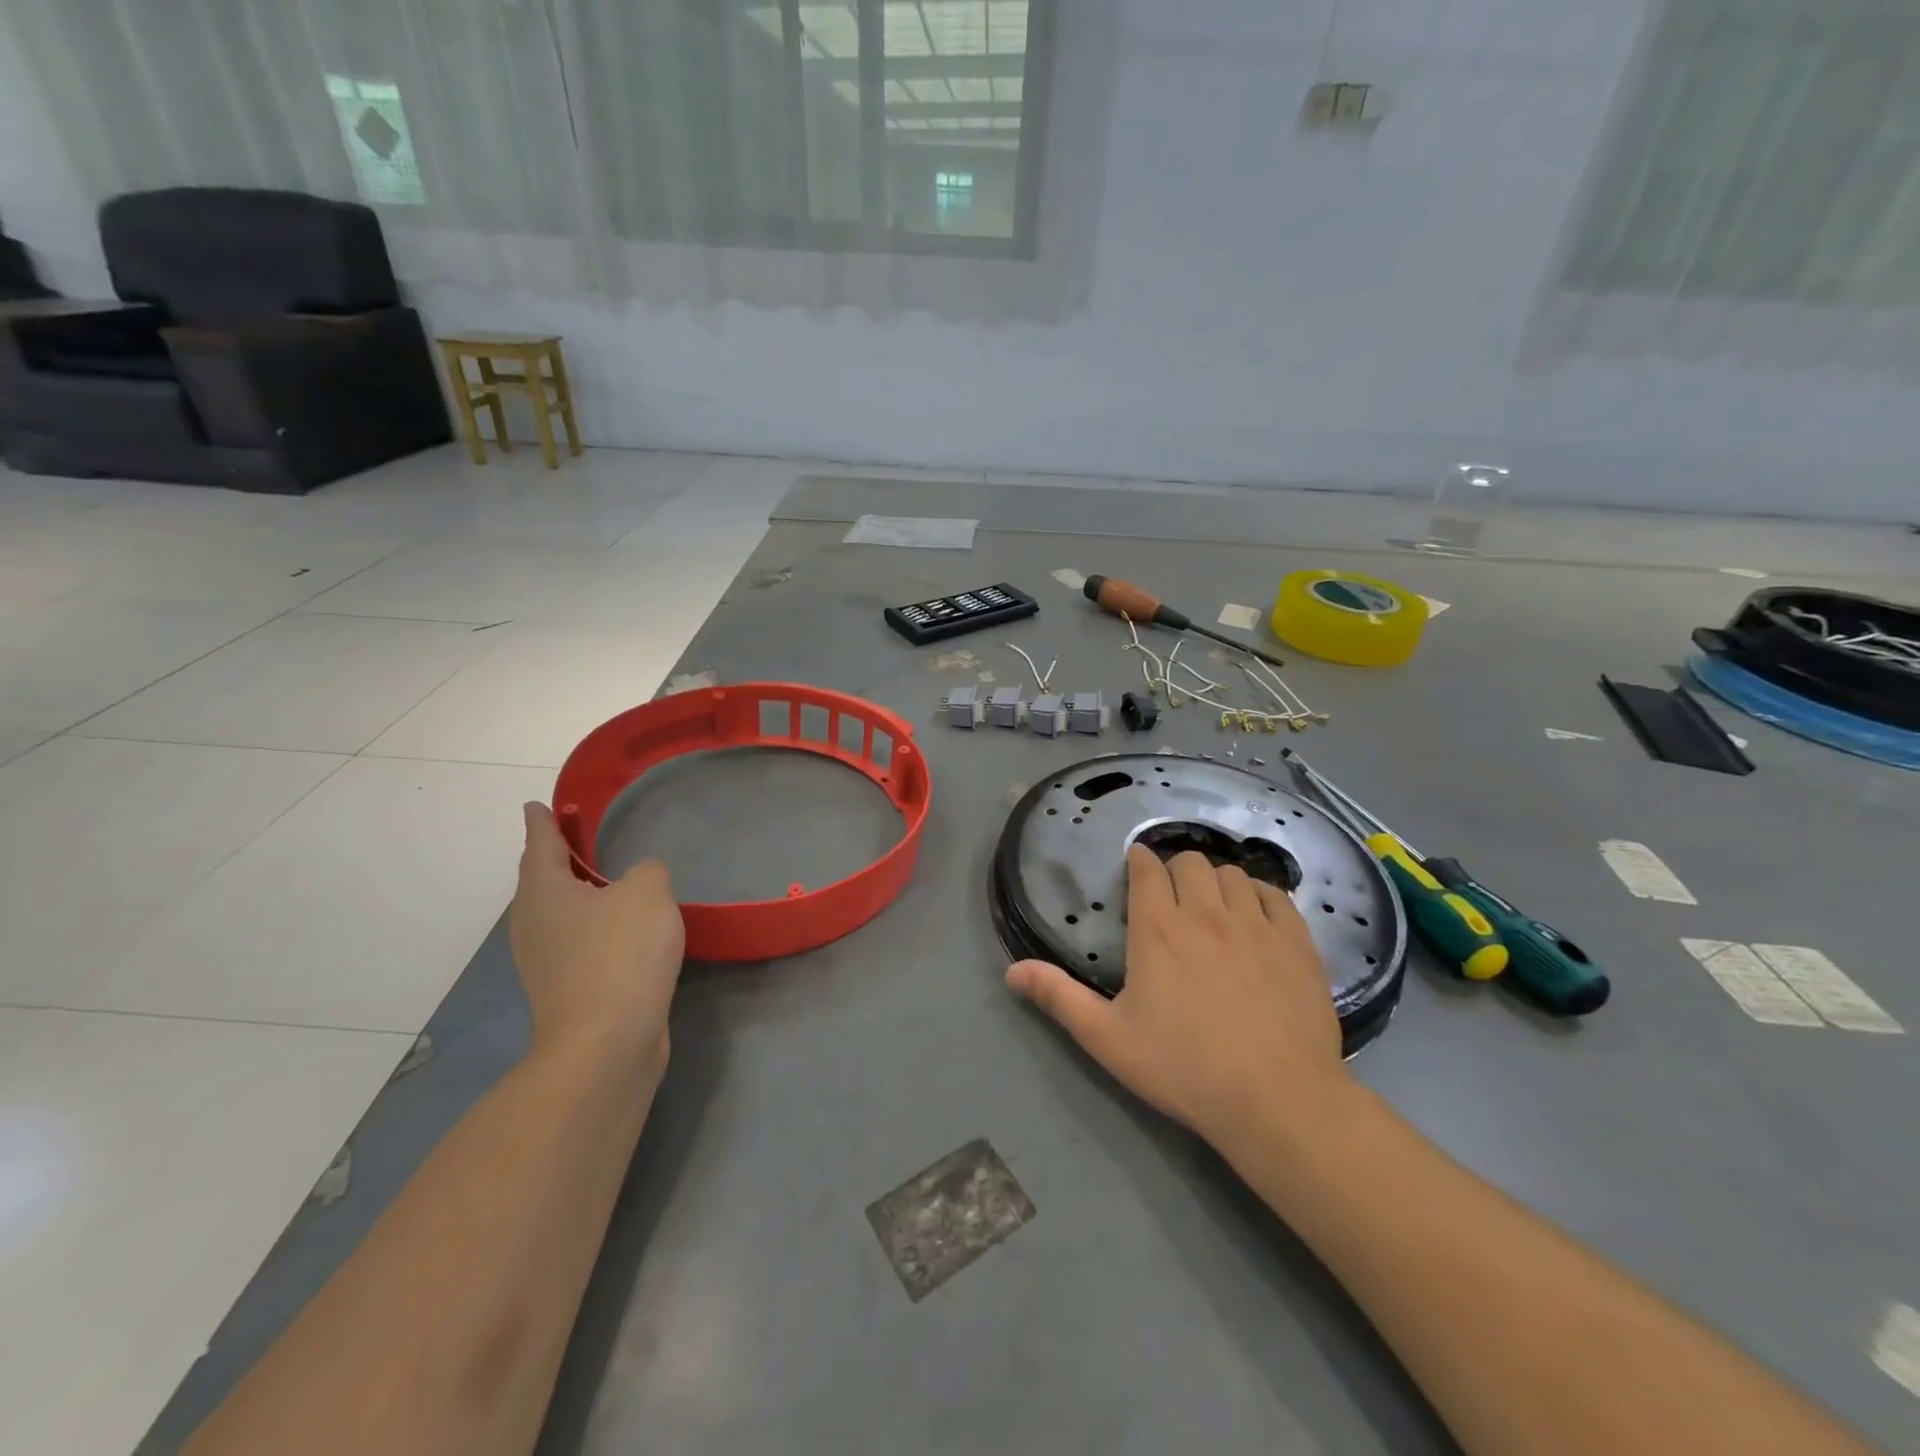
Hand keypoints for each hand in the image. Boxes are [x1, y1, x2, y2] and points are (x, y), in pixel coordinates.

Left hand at [508, 803, 686, 1079]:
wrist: (607, 1042)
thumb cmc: (620, 954)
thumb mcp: (647, 892)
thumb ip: (647, 870)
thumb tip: (640, 879)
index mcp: (543, 892)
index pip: (541, 844)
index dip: (542, 822)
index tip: (536, 805)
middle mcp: (534, 924)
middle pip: (545, 881)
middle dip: (561, 859)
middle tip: (581, 837)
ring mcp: (546, 961)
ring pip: (562, 914)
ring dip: (582, 895)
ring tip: (610, 880)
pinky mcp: (567, 989)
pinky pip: (580, 941)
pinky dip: (597, 926)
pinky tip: (624, 928)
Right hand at [1007, 845, 1348, 1154]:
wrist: (1276, 1100)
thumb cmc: (1183, 1068)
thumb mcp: (1108, 1038)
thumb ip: (1058, 998)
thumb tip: (1012, 971)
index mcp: (1158, 930)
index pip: (1147, 870)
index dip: (1139, 862)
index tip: (1137, 870)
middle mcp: (1206, 913)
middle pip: (1191, 863)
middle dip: (1176, 870)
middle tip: (1173, 896)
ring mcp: (1256, 924)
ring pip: (1233, 874)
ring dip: (1217, 881)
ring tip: (1213, 905)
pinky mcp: (1296, 942)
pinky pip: (1276, 895)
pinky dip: (1260, 894)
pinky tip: (1255, 914)